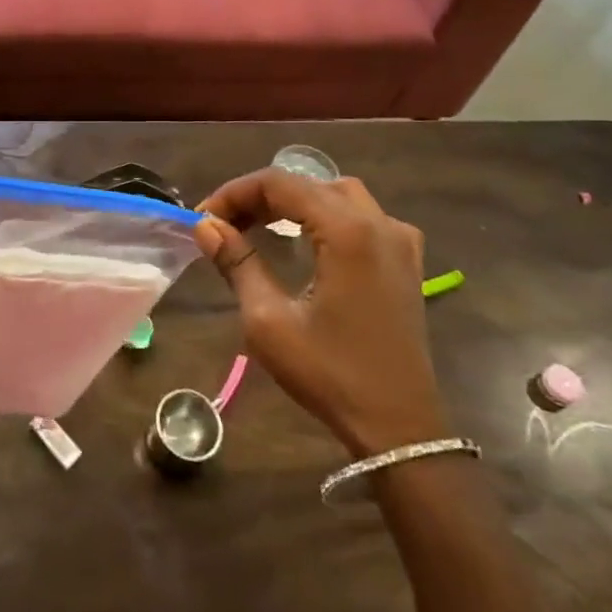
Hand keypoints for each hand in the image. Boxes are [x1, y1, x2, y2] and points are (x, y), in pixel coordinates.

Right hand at [195, 170, 451, 456]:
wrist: (399, 428)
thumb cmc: (330, 374)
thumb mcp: (269, 321)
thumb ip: (237, 263)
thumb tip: (205, 226)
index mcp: (347, 231)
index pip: (280, 184)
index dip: (235, 193)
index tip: (204, 218)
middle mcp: (378, 224)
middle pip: (308, 183)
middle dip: (260, 197)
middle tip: (225, 224)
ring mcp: (399, 241)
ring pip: (337, 194)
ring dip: (295, 201)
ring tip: (260, 225)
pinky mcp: (407, 262)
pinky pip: (364, 216)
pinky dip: (328, 215)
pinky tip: (310, 239)